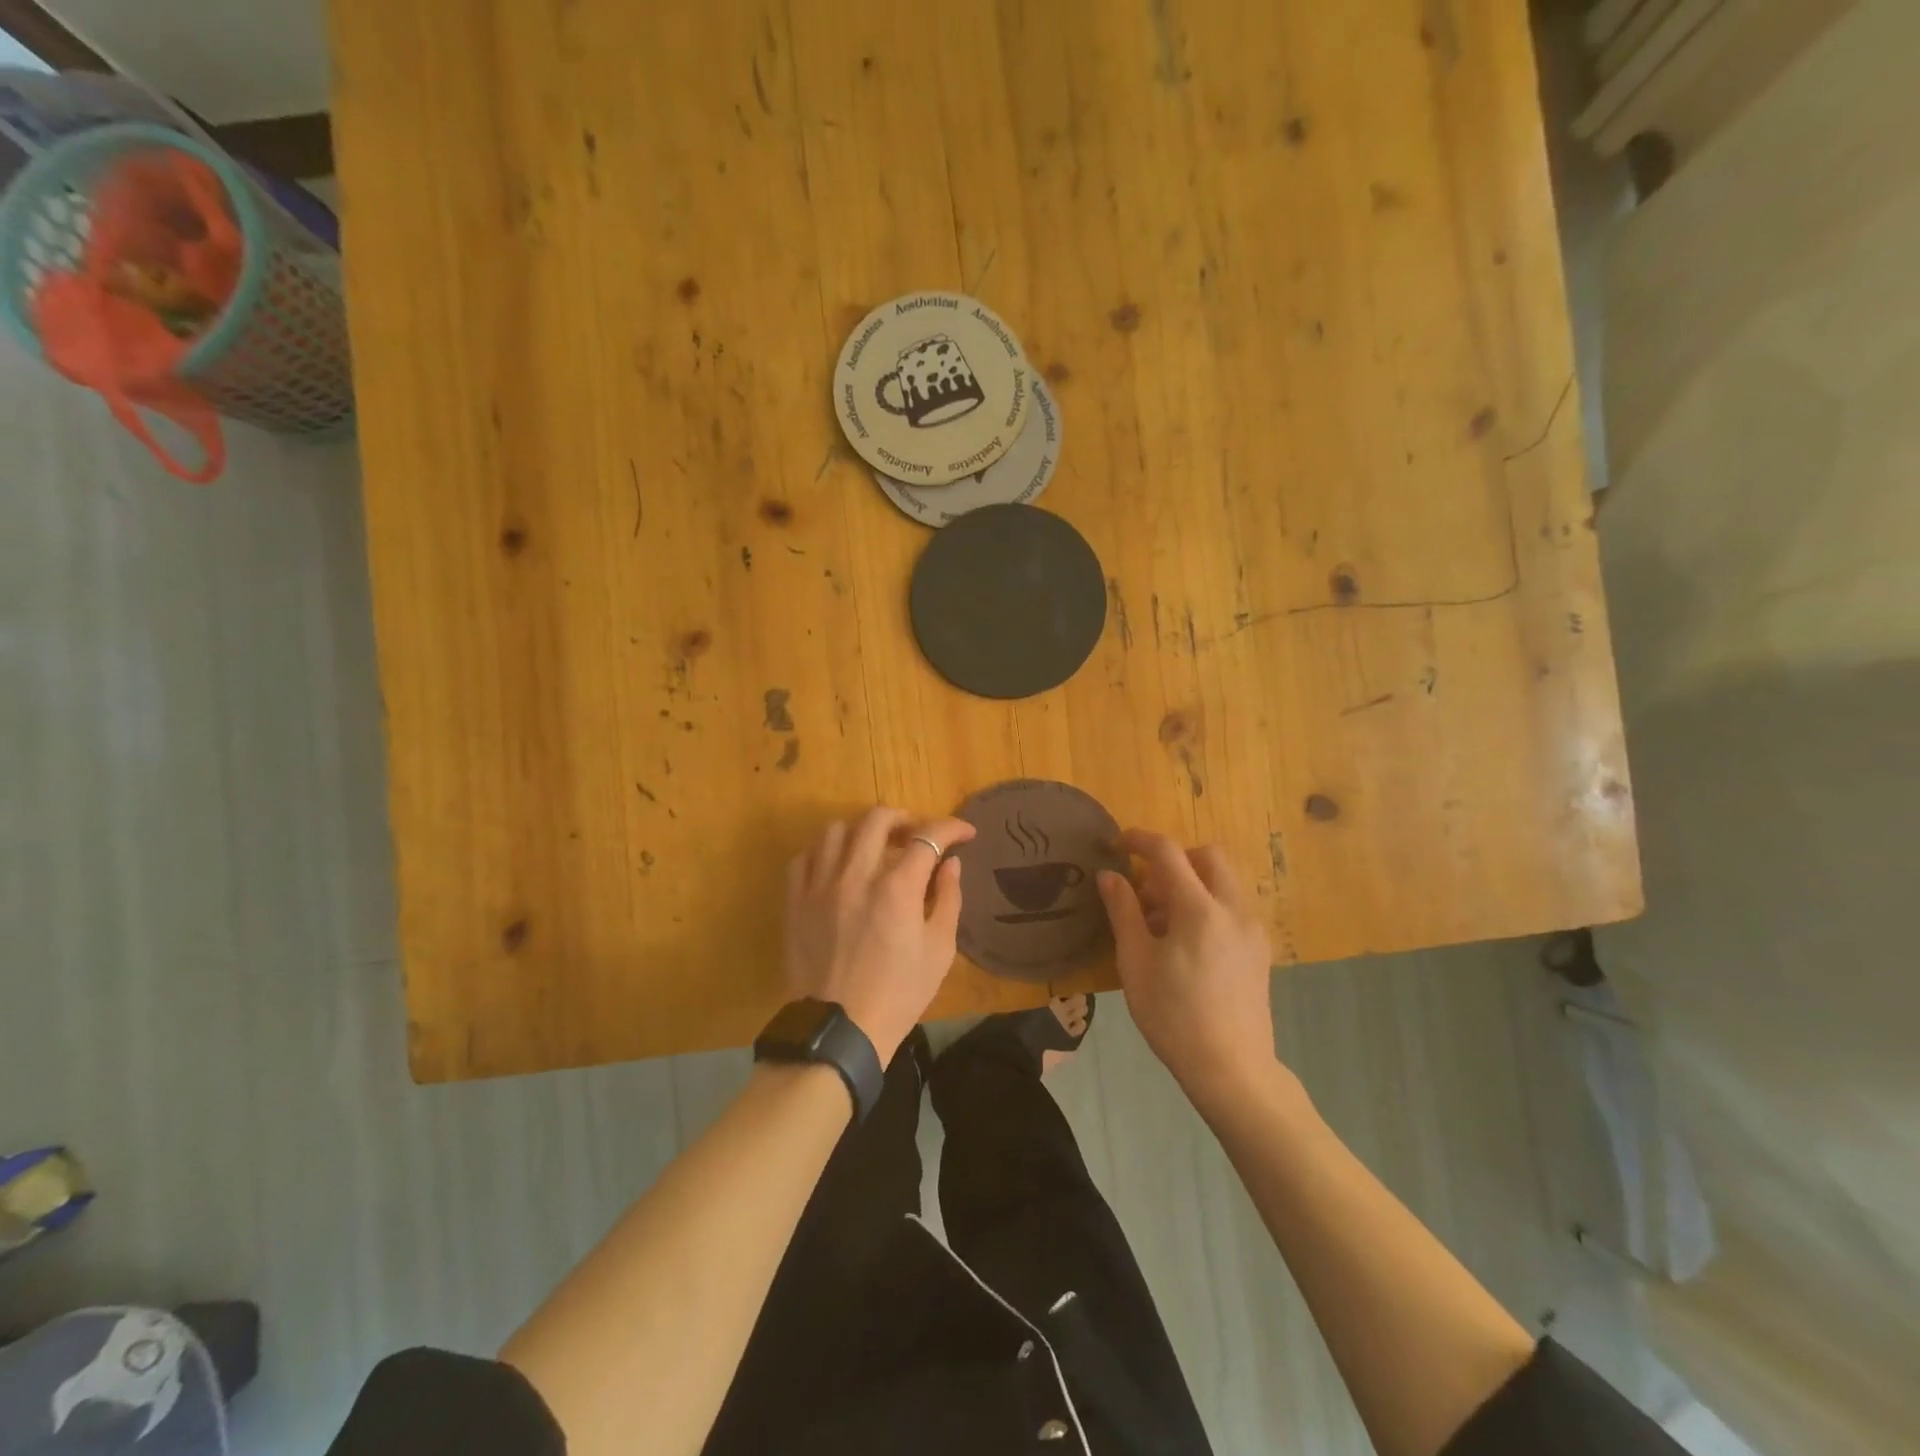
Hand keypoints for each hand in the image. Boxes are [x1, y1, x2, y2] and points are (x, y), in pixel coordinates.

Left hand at [783, 807, 976, 1066]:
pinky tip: (837, 867)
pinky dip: (825, 853)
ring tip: (874, 848)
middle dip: (906, 819)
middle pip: (878, 819)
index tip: (965, 833)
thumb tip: (950, 864)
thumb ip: (948, 899)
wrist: (841, 1030)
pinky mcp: (795, 901)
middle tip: (917, 836)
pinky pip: (805, 857)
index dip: (952, 828)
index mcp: (897, 887)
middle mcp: (856, 874)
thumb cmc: (899, 993)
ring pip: (837, 830)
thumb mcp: (939, 950)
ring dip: (862, 831)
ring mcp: (820, 885)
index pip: (928, 836)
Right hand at [1097, 831, 1277, 1107]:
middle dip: (1173, 860)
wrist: (1232, 1069)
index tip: (1116, 845)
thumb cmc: (1173, 1016)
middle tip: (1145, 891)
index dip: (1139, 840)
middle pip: (1207, 856)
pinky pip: (1232, 905)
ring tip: (1160, 924)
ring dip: (1190, 883)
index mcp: (1199, 909)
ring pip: (1223, 880)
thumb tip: (1109, 875)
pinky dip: (1207, 904)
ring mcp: (1252, 928)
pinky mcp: (1260, 949)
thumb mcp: (1135, 962)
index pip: (1168, 853)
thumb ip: (1123, 910)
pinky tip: (1185, 943)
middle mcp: (1233, 909)